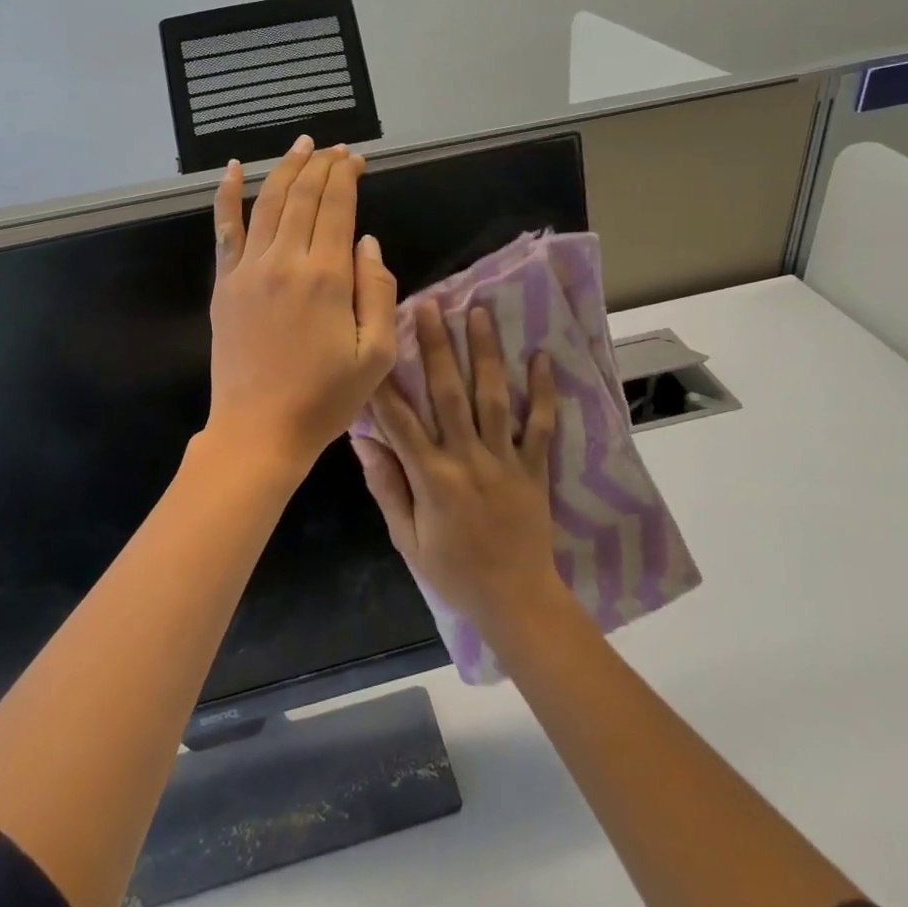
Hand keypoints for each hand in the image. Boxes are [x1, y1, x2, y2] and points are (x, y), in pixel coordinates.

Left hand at [207, 137, 397, 483]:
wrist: (259, 430)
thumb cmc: (325, 398)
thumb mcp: (376, 353)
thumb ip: (378, 289)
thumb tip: (367, 240)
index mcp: (327, 276)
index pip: (338, 206)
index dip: (348, 175)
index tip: (358, 159)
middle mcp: (285, 260)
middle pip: (304, 196)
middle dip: (322, 165)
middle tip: (336, 149)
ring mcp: (248, 269)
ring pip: (269, 202)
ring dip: (287, 168)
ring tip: (302, 145)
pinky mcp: (224, 284)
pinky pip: (225, 229)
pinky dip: (228, 195)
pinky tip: (234, 169)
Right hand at [353, 300, 563, 641]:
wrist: (516, 600)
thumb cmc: (453, 572)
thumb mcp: (406, 538)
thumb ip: (387, 486)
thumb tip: (363, 441)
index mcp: (431, 477)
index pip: (400, 420)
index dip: (385, 380)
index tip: (378, 342)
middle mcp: (468, 459)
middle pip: (449, 394)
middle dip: (438, 346)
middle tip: (431, 305)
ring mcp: (505, 460)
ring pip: (493, 398)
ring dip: (485, 353)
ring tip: (479, 312)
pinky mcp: (535, 467)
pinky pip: (542, 425)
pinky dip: (544, 392)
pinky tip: (542, 357)